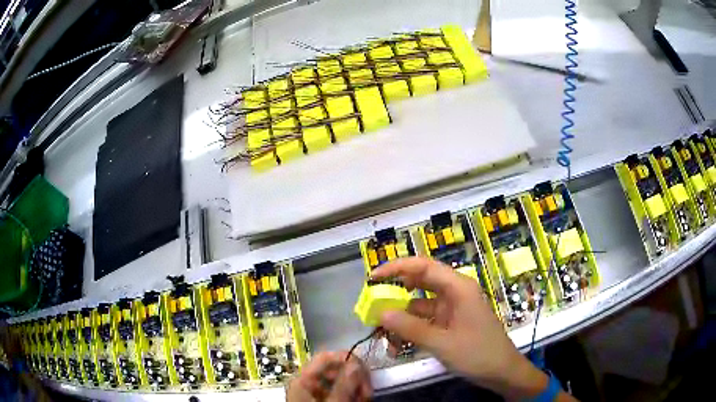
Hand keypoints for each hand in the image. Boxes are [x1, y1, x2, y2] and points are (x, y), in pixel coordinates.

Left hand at [287, 351, 371, 401]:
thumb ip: (344, 384)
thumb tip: (357, 363)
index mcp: (303, 378)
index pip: (325, 356)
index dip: (346, 357)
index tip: (365, 367)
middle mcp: (308, 381)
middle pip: (336, 368)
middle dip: (356, 377)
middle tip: (368, 390)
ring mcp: (315, 390)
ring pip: (341, 379)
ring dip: (357, 386)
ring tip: (365, 397)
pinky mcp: (323, 397)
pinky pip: (340, 389)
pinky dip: (352, 393)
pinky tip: (360, 399)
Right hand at [371, 257, 549, 399]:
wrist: (501, 372)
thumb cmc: (477, 353)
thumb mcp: (442, 343)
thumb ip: (410, 328)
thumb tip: (381, 314)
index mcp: (458, 288)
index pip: (424, 266)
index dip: (396, 268)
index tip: (373, 278)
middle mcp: (455, 293)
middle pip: (420, 283)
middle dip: (395, 293)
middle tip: (372, 303)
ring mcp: (452, 309)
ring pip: (420, 305)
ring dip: (401, 318)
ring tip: (382, 332)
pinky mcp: (450, 323)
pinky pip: (425, 321)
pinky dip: (411, 330)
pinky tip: (397, 345)